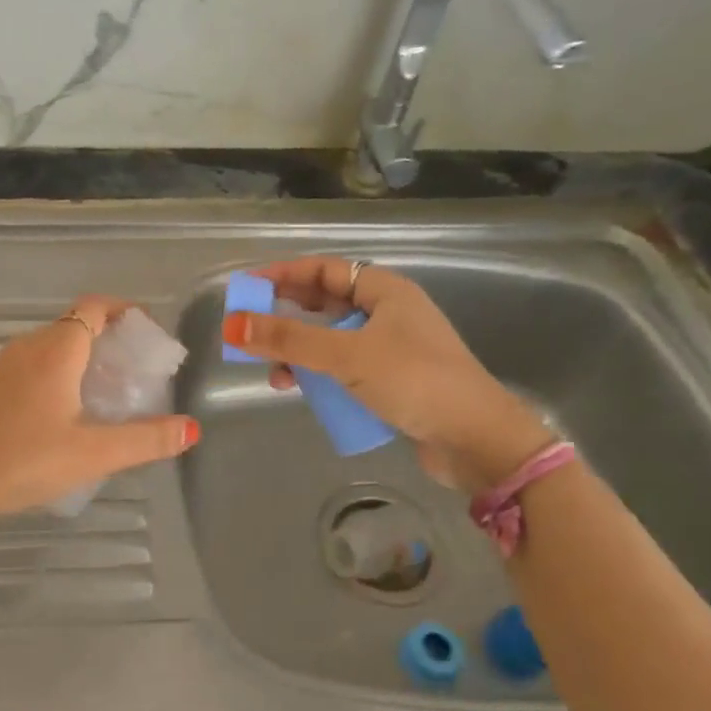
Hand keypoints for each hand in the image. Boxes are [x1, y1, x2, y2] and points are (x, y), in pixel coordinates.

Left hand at [0, 296, 200, 525]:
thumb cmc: (24, 460)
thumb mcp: (93, 453)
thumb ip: (145, 440)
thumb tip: (191, 428)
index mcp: (56, 351)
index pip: (94, 307)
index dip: (123, 309)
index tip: (147, 330)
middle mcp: (27, 349)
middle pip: (74, 326)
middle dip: (107, 339)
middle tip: (134, 371)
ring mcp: (1, 368)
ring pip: (50, 348)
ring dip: (80, 359)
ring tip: (105, 394)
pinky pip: (30, 368)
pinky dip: (55, 376)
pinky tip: (62, 416)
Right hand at [221, 257, 553, 492]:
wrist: (477, 440)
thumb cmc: (415, 381)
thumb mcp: (346, 356)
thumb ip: (289, 340)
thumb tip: (233, 324)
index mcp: (385, 291)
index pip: (324, 270)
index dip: (283, 275)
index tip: (247, 289)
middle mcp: (388, 313)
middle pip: (324, 305)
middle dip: (286, 318)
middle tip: (249, 332)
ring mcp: (391, 349)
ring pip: (331, 340)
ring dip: (299, 352)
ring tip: (275, 372)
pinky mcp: (391, 381)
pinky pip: (342, 368)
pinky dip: (319, 375)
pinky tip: (302, 390)